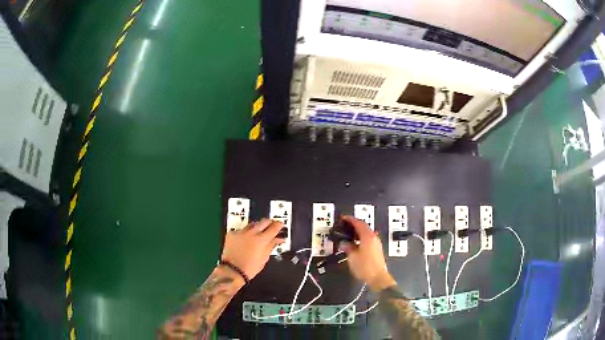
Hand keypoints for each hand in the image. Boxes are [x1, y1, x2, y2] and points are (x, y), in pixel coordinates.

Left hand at [221, 219, 284, 279]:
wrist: (233, 271)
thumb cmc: (250, 267)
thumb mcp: (264, 258)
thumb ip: (271, 245)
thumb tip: (279, 239)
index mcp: (262, 240)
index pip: (274, 227)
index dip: (279, 225)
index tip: (280, 224)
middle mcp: (251, 233)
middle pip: (263, 221)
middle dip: (269, 222)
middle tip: (271, 226)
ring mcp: (241, 232)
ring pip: (252, 224)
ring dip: (256, 227)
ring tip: (257, 233)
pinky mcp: (232, 234)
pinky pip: (241, 229)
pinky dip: (244, 232)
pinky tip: (244, 238)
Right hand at [339, 216, 396, 291]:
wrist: (378, 278)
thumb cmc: (365, 267)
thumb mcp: (352, 257)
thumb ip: (348, 247)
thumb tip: (344, 243)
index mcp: (368, 236)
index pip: (359, 223)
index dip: (350, 220)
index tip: (343, 218)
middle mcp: (373, 238)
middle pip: (364, 227)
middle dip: (354, 225)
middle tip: (344, 225)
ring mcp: (376, 244)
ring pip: (366, 233)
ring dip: (357, 232)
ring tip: (348, 234)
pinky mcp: (376, 250)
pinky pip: (368, 239)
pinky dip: (361, 238)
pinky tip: (355, 243)